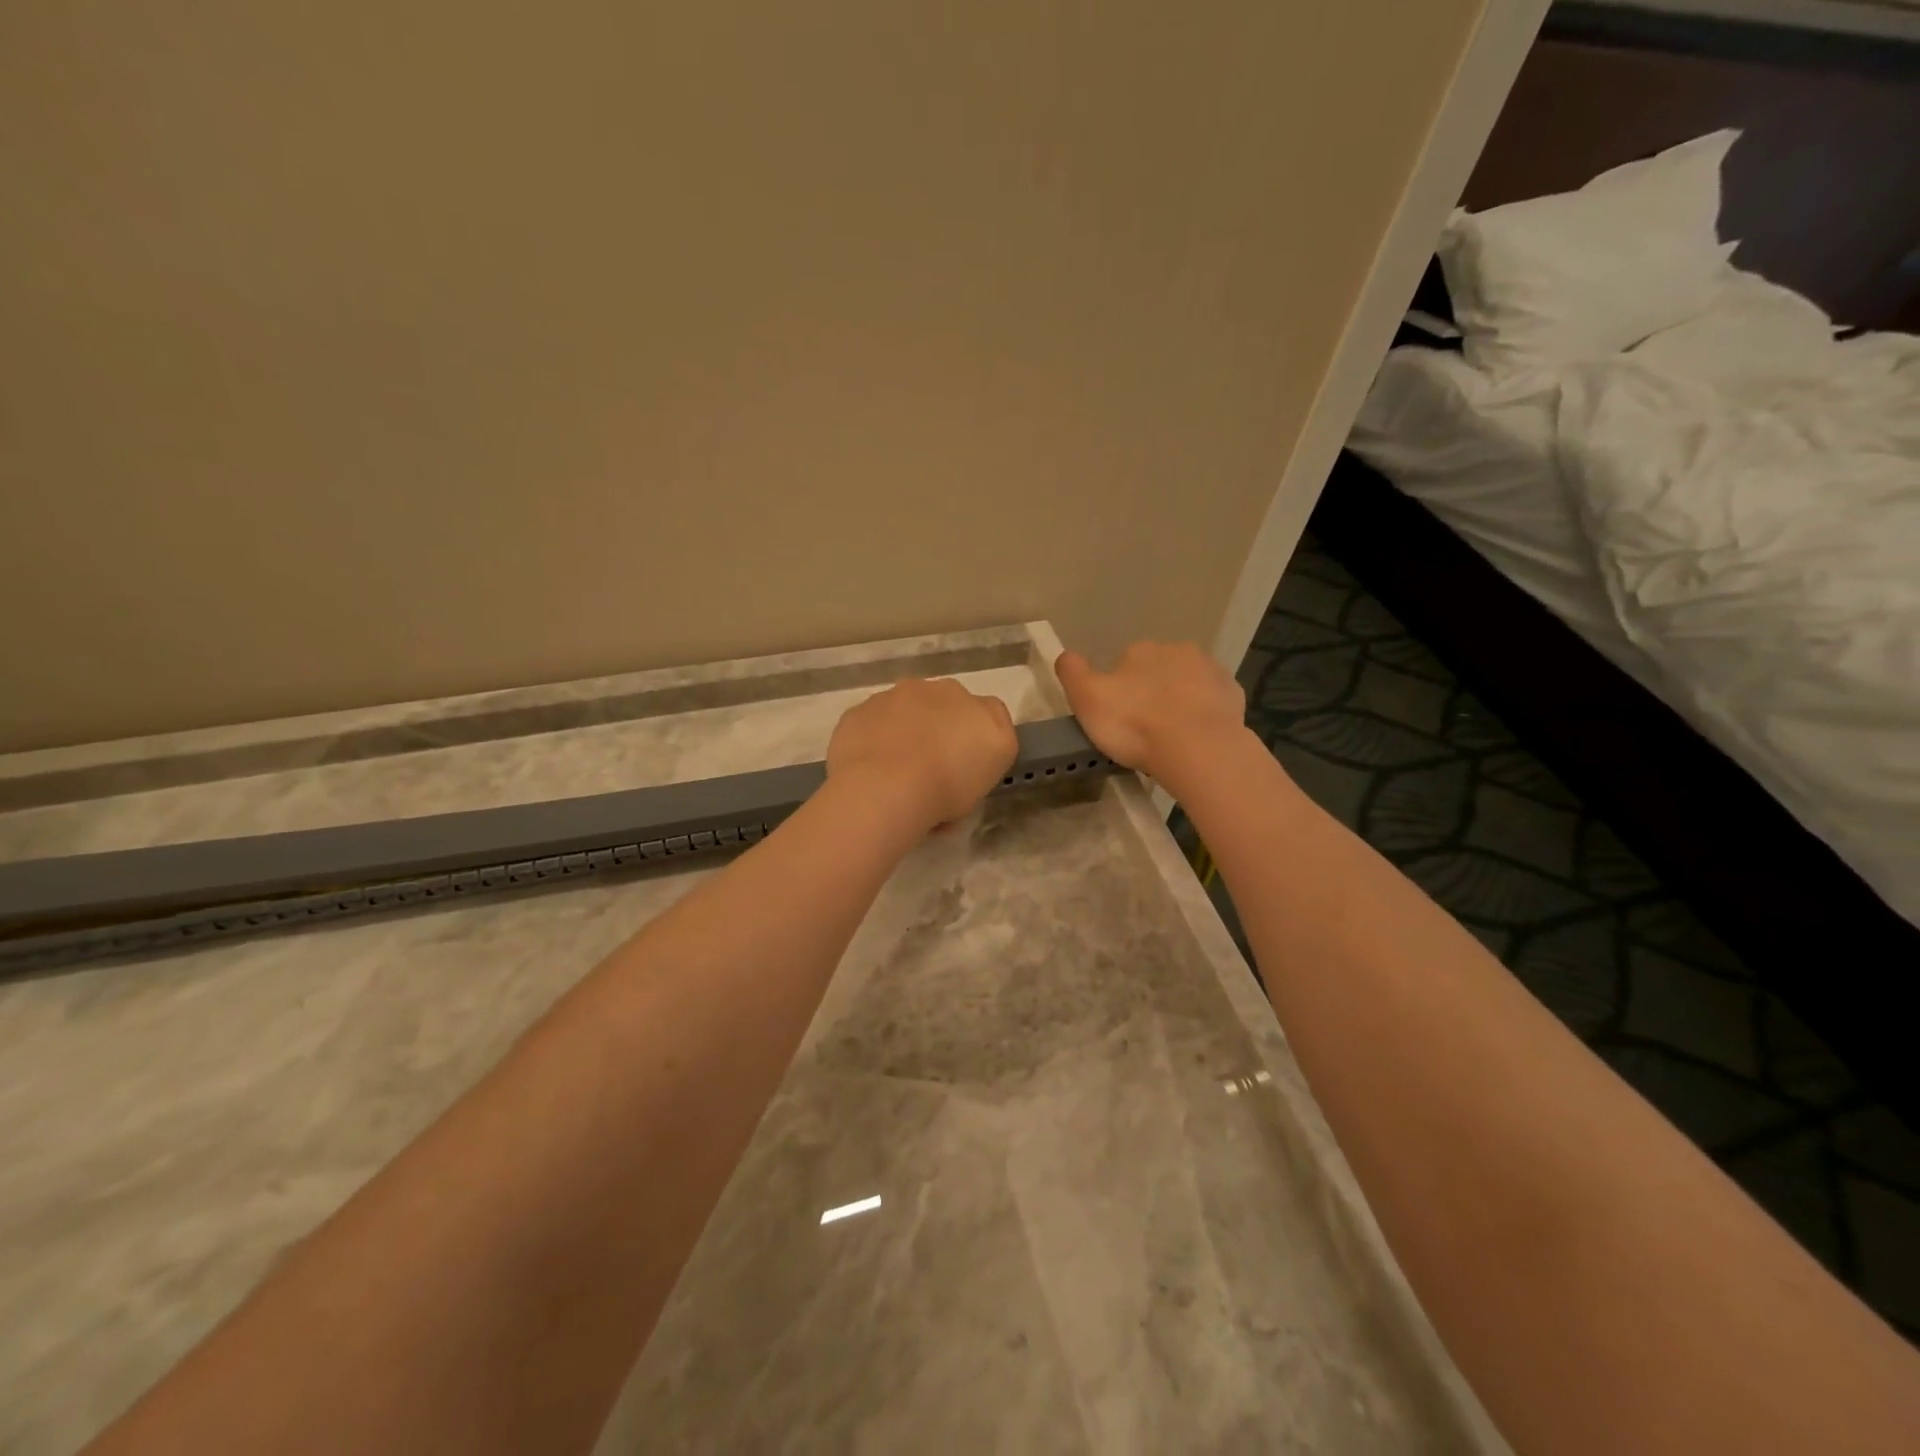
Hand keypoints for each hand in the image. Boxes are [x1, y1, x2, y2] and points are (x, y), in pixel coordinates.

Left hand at [826, 678, 1018, 833]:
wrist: (885, 788)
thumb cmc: (950, 781)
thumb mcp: (996, 760)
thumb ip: (996, 736)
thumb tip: (980, 733)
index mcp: (967, 700)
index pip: (981, 712)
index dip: (975, 738)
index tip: (967, 767)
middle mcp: (928, 689)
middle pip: (938, 709)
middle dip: (936, 731)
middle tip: (932, 773)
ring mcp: (886, 699)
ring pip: (900, 715)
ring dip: (902, 735)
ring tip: (896, 777)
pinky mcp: (855, 716)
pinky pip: (869, 728)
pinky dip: (872, 744)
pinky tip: (871, 773)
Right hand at [1054, 643, 1247, 782]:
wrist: (1198, 748)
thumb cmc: (1135, 724)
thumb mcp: (1087, 699)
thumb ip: (1072, 673)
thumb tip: (1065, 655)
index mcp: (1140, 650)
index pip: (1124, 663)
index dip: (1118, 690)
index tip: (1117, 717)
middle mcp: (1177, 650)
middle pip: (1158, 670)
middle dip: (1151, 691)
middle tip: (1143, 729)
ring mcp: (1210, 671)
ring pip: (1187, 683)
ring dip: (1179, 701)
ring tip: (1170, 737)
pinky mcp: (1233, 694)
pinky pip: (1212, 701)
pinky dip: (1203, 714)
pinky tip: (1195, 737)